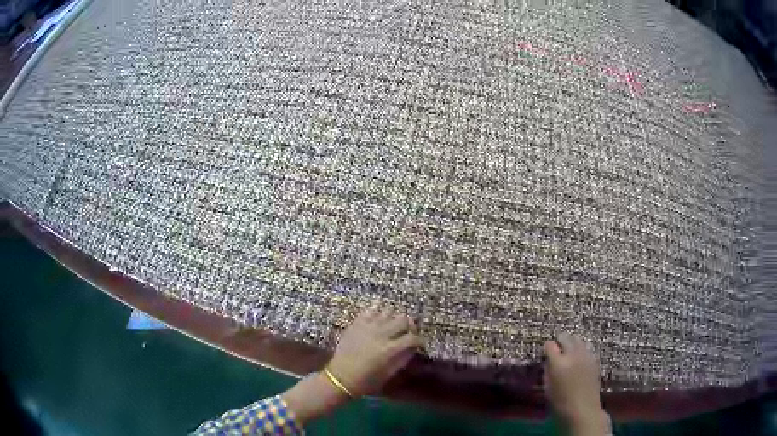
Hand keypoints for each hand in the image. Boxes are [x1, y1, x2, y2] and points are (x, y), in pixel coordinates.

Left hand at [328, 307, 422, 396]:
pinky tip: (379, 320)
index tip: (419, 344)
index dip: (419, 341)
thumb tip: (412, 348)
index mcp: (390, 349)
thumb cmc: (366, 381)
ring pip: (388, 311)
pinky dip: (378, 312)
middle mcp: (381, 334)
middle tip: (408, 333)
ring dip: (394, 318)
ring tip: (392, 326)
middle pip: (403, 319)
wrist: (340, 377)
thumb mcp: (389, 374)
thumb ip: (403, 359)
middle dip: (410, 326)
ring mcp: (368, 326)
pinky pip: (370, 309)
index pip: (413, 337)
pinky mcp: (356, 323)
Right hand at [544, 333, 609, 435]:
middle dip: (559, 340)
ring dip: (571, 343)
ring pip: (577, 339)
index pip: (550, 345)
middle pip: (566, 337)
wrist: (583, 409)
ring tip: (568, 352)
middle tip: (556, 349)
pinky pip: (586, 347)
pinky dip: (580, 350)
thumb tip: (548, 360)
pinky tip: (578, 359)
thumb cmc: (560, 403)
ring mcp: (586, 355)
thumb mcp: (547, 387)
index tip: (545, 353)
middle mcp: (573, 355)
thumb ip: (548, 369)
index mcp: (558, 363)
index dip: (547, 348)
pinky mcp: (595, 359)